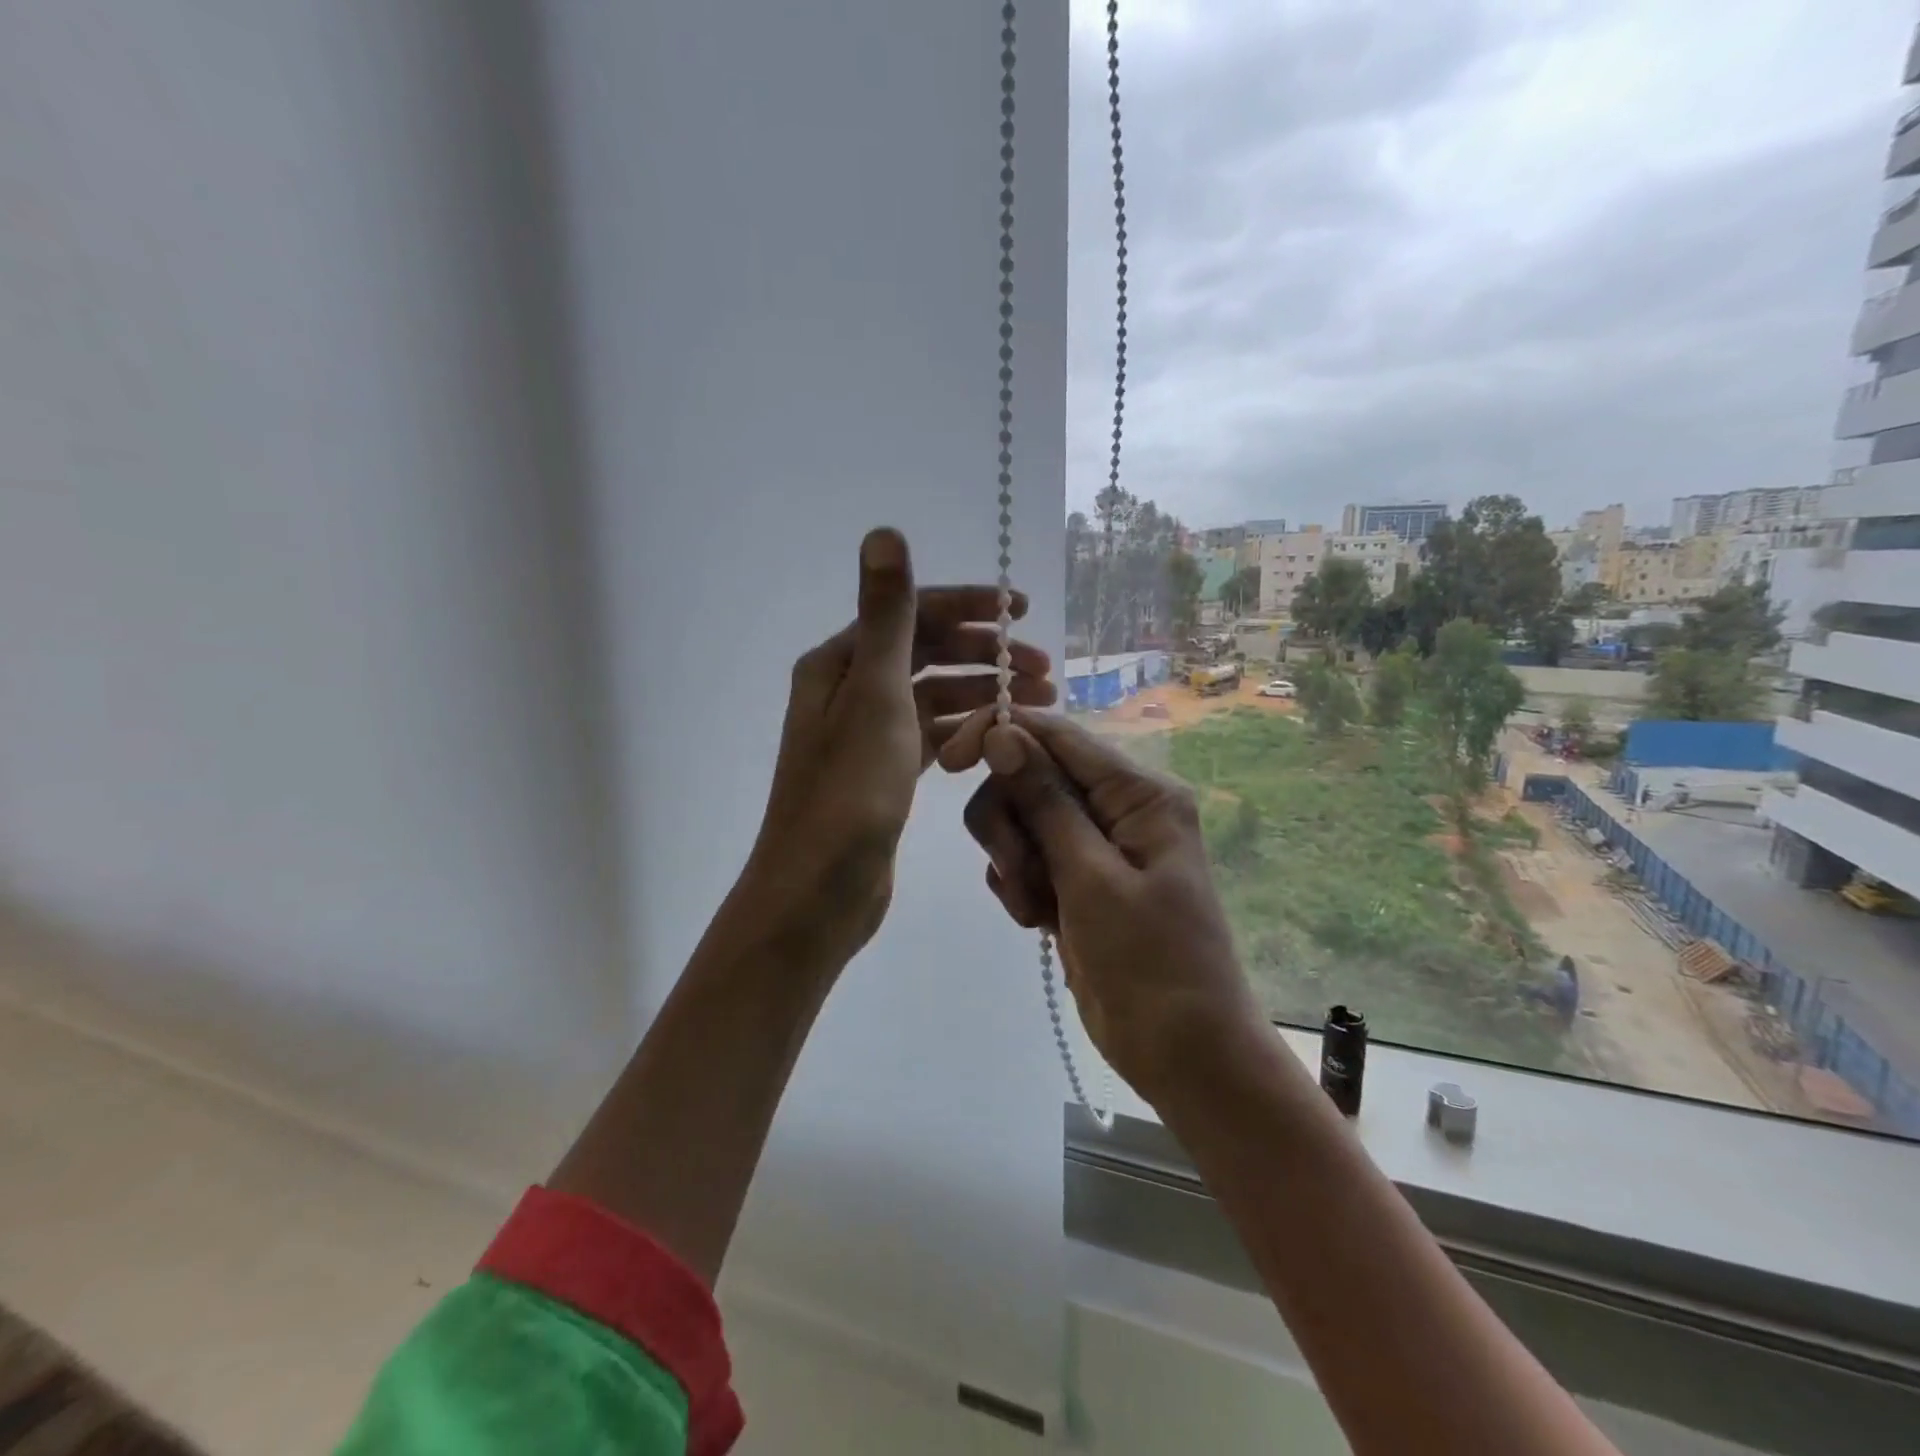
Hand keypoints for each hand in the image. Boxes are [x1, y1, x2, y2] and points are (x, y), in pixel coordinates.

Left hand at [740, 529, 1054, 965]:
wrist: (819, 890)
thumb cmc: (849, 791)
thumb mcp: (874, 695)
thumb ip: (887, 615)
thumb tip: (883, 531)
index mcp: (840, 663)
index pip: (912, 614)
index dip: (969, 606)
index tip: (1022, 612)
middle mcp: (849, 691)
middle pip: (927, 654)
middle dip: (985, 655)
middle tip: (1044, 670)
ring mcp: (867, 735)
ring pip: (934, 698)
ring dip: (982, 694)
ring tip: (1038, 706)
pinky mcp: (883, 773)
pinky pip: (931, 736)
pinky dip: (964, 730)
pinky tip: (998, 736)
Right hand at [939, 706, 1263, 1102]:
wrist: (1181, 1054)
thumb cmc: (1151, 963)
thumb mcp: (1092, 878)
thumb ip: (1045, 802)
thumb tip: (1003, 732)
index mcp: (1139, 793)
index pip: (1057, 734)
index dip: (1001, 734)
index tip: (949, 761)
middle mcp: (1117, 808)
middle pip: (1030, 777)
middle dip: (1010, 822)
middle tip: (1020, 874)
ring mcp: (1094, 846)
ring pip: (1021, 820)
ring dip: (1014, 862)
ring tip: (1036, 911)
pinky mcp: (1076, 880)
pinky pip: (1027, 859)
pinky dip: (1021, 887)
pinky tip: (1039, 924)